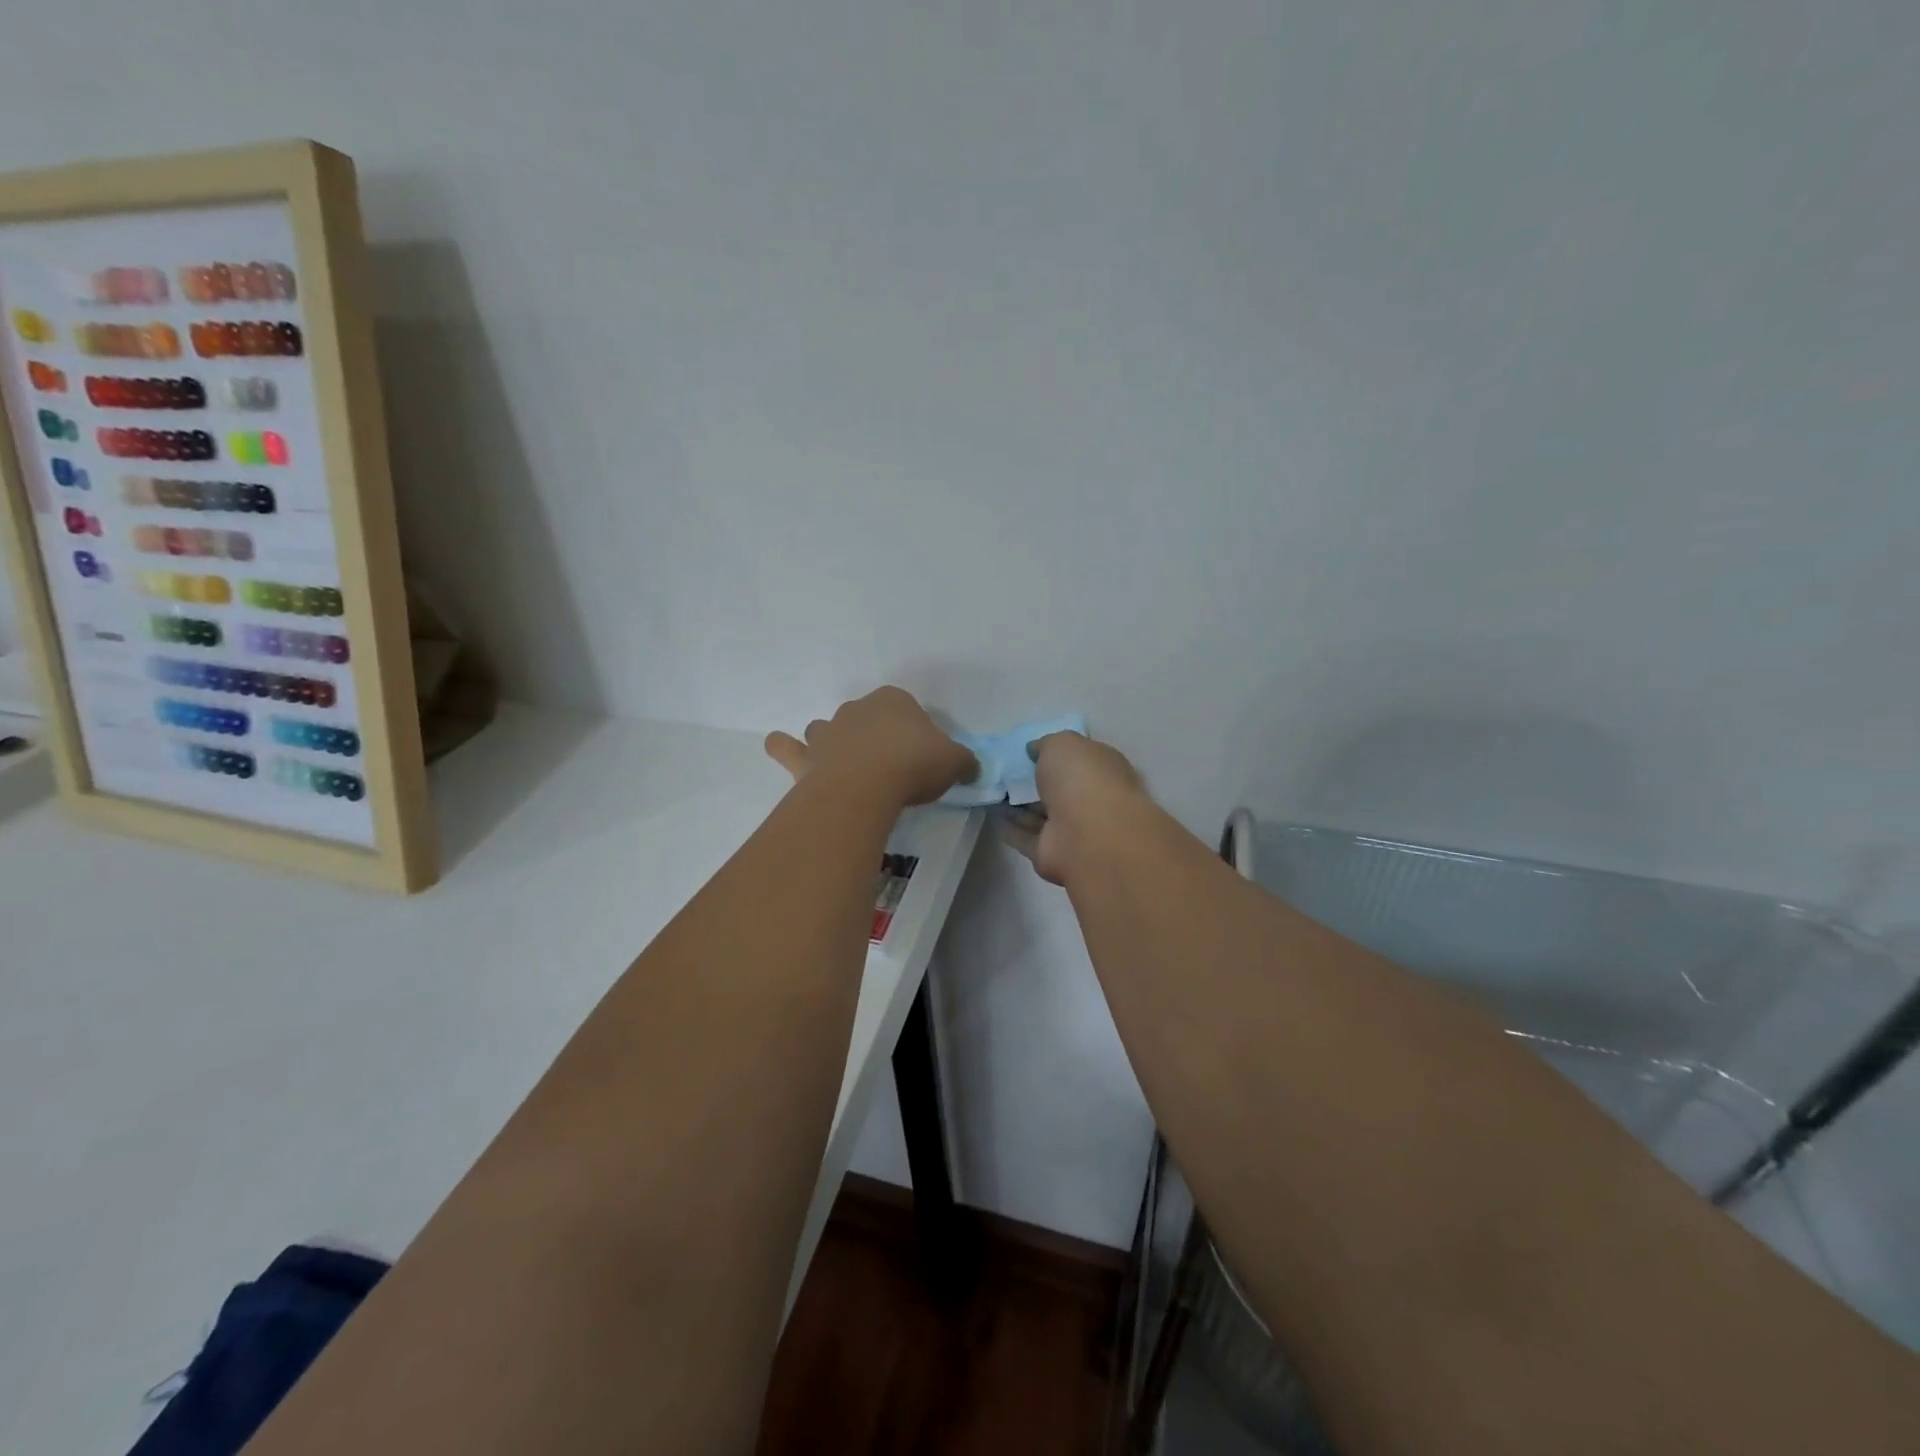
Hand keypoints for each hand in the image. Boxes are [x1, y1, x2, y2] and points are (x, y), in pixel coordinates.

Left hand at [765, 687, 977, 806]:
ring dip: (832, 742)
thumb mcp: (954, 762)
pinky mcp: (805, 758)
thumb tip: (971, 767)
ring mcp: (827, 732)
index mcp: (894, 701)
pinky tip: (781, 748)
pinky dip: (783, 747)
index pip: (906, 708)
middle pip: (864, 717)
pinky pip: (786, 747)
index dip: (913, 731)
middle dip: (872, 735)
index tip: (920, 755)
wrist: (867, 785)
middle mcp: (856, 709)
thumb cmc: (914, 764)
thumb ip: (963, 761)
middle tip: (888, 766)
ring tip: (845, 766)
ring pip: (825, 729)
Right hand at [1001, 732, 1148, 884]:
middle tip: (1001, 771)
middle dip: (1033, 781)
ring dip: (1017, 804)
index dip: (1053, 754)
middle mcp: (1090, 800)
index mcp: (1102, 770)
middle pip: (1057, 789)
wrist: (1089, 835)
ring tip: (988, 790)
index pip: (1078, 759)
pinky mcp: (1050, 853)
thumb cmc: (1082, 778)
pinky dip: (1009, 827)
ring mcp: (1072, 829)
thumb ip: (1046, 744)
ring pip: (1040, 813)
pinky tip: (989, 814)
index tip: (1025, 751)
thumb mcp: (1062, 744)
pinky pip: (1025, 836)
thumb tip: (1034, 750)